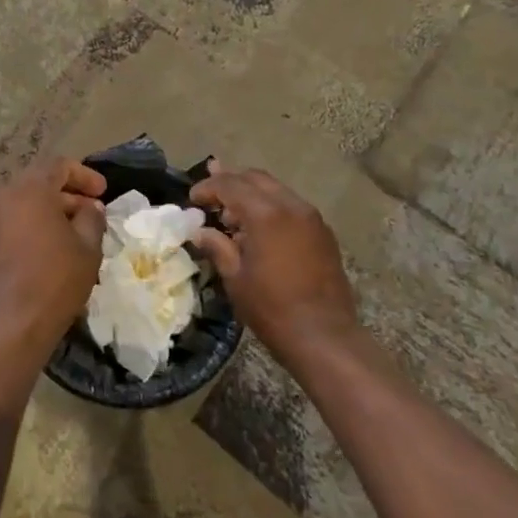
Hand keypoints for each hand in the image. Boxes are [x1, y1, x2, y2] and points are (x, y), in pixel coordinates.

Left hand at [0, 157, 107, 393]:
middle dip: (68, 195)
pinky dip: (33, 226)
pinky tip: (53, 249)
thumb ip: (91, 219)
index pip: (59, 165)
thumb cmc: (53, 279)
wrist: (8, 324)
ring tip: (76, 234)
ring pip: (25, 204)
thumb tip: (91, 207)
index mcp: (29, 187)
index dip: (84, 176)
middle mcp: (3, 194)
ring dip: (51, 212)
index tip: (103, 193)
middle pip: (39, 183)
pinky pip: (12, 222)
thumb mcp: (86, 248)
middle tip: (92, 214)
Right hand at [189, 160, 358, 366]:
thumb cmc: (272, 309)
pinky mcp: (323, 232)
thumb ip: (217, 246)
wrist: (325, 338)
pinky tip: (259, 229)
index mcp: (265, 214)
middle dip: (230, 182)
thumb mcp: (235, 278)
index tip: (193, 199)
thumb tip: (200, 232)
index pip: (230, 185)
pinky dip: (270, 207)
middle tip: (210, 197)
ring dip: (251, 194)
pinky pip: (291, 206)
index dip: (208, 187)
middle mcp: (291, 206)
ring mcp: (311, 218)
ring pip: (275, 189)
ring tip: (232, 215)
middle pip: (254, 178)